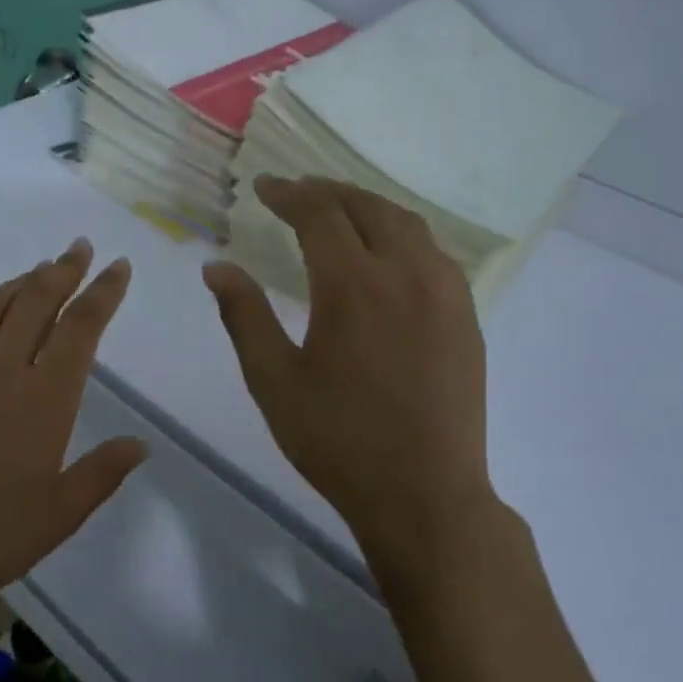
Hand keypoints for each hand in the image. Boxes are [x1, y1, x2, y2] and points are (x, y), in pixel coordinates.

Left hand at [0, 239, 146, 613]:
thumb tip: (141, 444)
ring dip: (20, 282)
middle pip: (36, 302)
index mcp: (43, 399)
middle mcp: (0, 372)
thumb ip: (102, 473)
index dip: (103, 293)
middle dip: (62, 270)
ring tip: (39, 269)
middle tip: (78, 247)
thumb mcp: (59, 514)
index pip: (81, 329)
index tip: (118, 266)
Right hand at [203, 176, 494, 558]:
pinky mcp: (466, 317)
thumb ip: (244, 316)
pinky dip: (401, 234)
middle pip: (367, 208)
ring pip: (408, 224)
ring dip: (368, 207)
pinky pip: (433, 253)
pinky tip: (386, 253)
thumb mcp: (273, 381)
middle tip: (296, 191)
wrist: (424, 494)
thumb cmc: (337, 440)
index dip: (288, 194)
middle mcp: (406, 274)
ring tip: (338, 211)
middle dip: (327, 192)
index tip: (264, 187)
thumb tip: (216, 267)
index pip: (319, 215)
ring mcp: (445, 294)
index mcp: (354, 287)